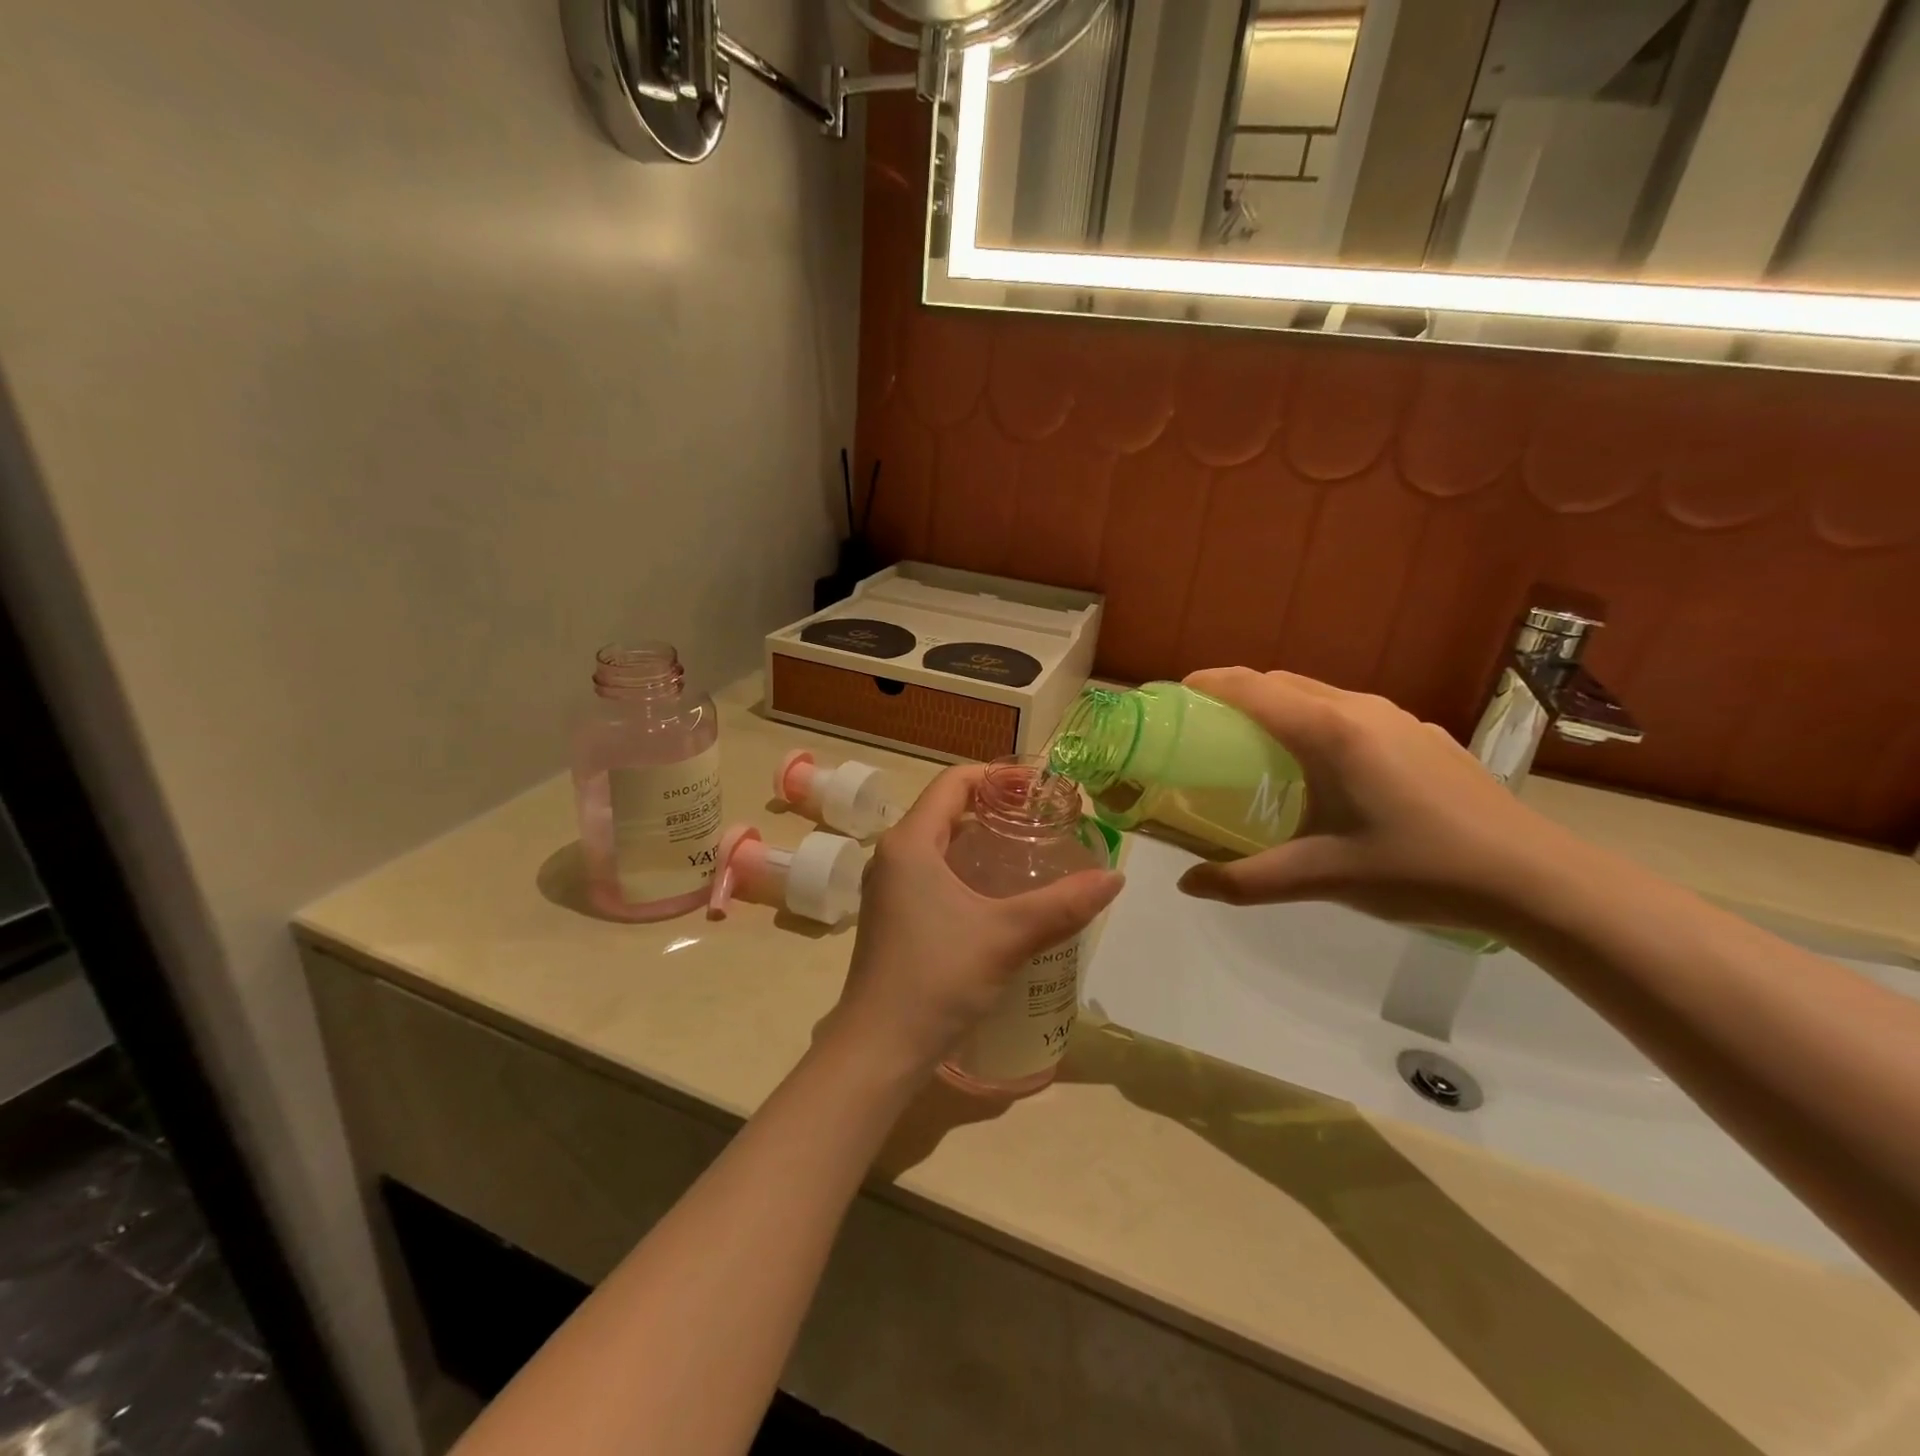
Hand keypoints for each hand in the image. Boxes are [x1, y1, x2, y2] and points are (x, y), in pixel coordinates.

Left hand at [828, 765, 1124, 1077]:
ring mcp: (889, 888)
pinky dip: (967, 870)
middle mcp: (893, 855)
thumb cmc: (936, 978)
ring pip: (940, 844)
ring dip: (982, 841)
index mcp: (910, 842)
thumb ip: (1063, 905)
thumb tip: (1116, 877)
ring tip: (1030, 853)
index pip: (954, 782)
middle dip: (996, 808)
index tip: (1041, 789)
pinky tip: (1000, 896)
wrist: (879, 1049)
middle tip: (1044, 820)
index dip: (999, 776)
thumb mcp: (1006, 935)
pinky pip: (933, 873)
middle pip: (947, 809)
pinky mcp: (892, 916)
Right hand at [1176, 668, 1572, 932]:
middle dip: (1235, 694)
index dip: (1206, 684)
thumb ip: (1247, 881)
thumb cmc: (1417, 869)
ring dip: (1278, 706)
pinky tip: (1325, 770)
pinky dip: (1316, 721)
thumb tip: (1187, 885)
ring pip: (1318, 694)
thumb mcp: (1323, 876)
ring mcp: (1397, 717)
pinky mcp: (1421, 734)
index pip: (1250, 687)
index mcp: (1328, 731)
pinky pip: (1351, 712)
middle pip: (1280, 682)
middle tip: (1204, 730)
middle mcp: (1359, 708)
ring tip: (1257, 748)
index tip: (1174, 697)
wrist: (1533, 878)